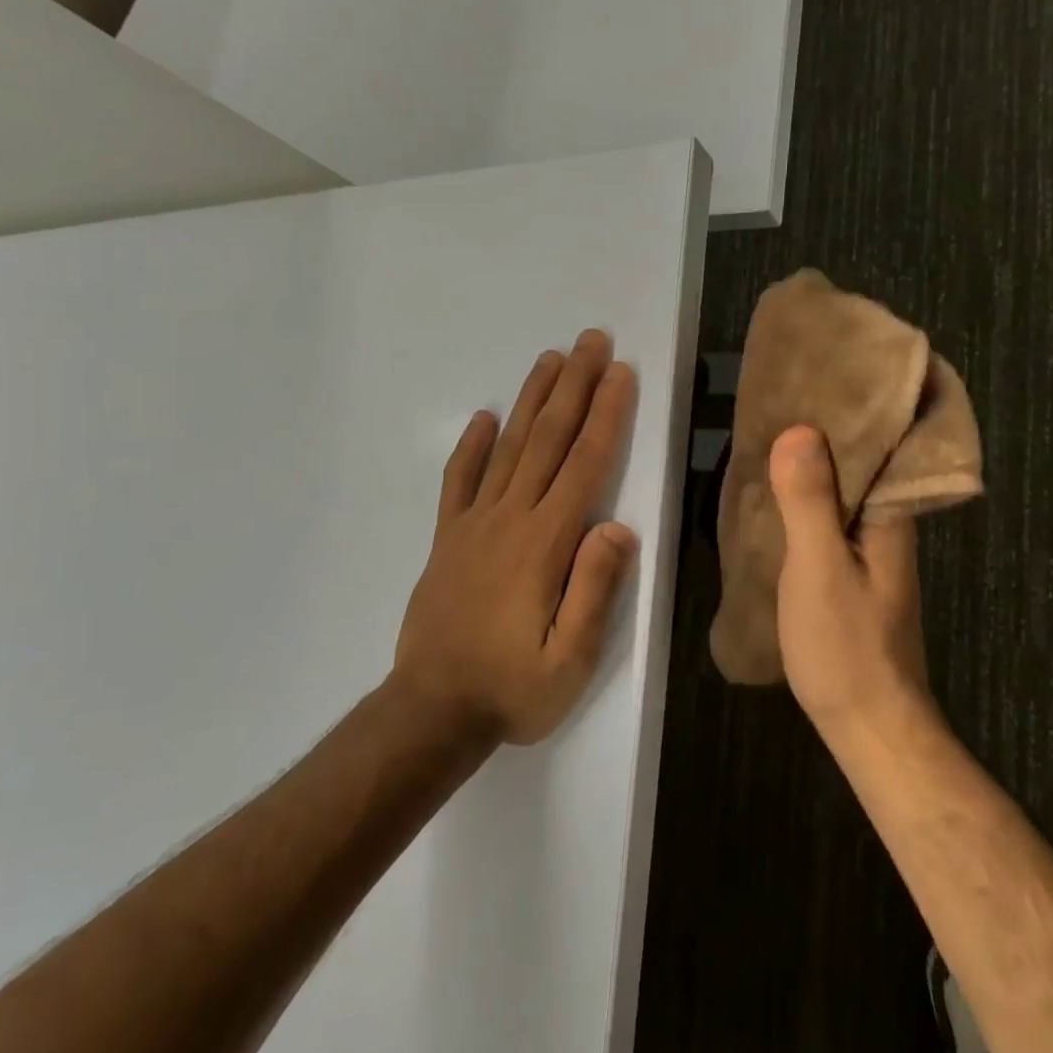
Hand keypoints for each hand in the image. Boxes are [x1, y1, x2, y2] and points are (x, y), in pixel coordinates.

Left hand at [393, 331, 638, 744]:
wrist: (432, 711)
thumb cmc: (512, 689)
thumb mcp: (571, 660)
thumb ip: (595, 589)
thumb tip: (618, 526)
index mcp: (545, 544)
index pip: (584, 465)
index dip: (605, 415)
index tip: (620, 374)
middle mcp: (510, 519)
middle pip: (548, 440)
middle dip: (574, 387)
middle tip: (591, 341)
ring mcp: (473, 524)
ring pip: (508, 448)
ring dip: (531, 400)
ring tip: (550, 359)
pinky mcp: (448, 538)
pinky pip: (458, 481)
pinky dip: (471, 446)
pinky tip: (483, 417)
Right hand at [768, 426, 931, 734]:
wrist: (868, 726)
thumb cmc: (847, 646)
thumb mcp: (820, 569)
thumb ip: (809, 502)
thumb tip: (799, 430)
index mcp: (890, 516)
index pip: (883, 443)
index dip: (857, 407)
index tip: (824, 373)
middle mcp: (887, 526)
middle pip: (862, 463)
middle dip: (828, 429)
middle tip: (782, 396)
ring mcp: (871, 552)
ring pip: (844, 491)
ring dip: (815, 463)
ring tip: (772, 432)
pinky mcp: (852, 573)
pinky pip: (829, 518)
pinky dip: (806, 498)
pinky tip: (776, 495)